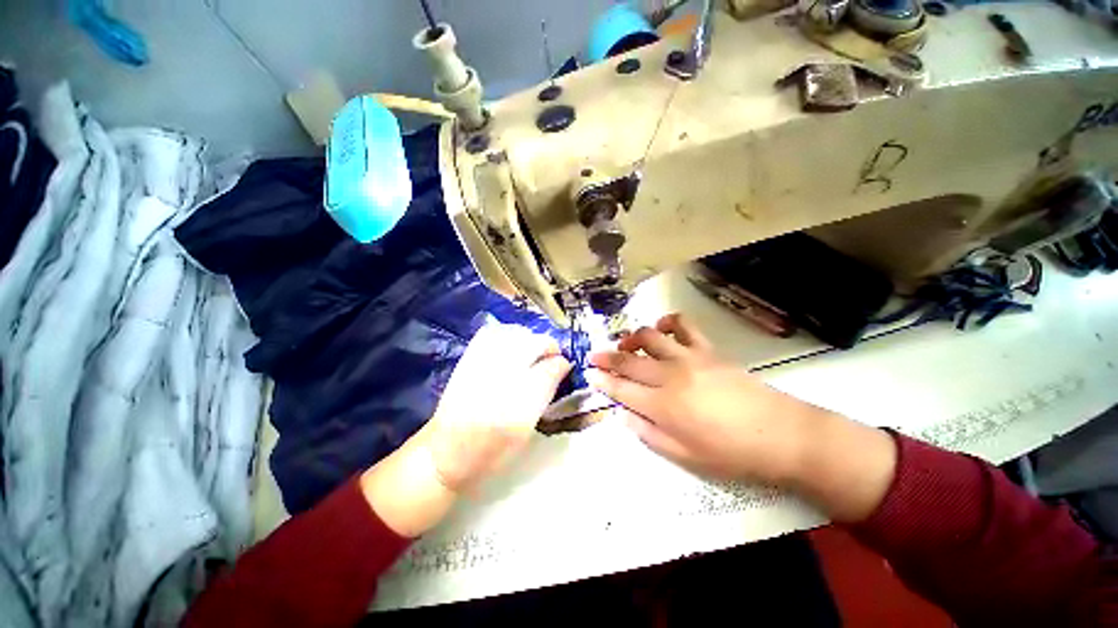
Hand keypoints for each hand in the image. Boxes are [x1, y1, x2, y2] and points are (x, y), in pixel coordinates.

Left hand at [362, 322, 570, 536]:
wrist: (444, 456)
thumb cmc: (491, 454)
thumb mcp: (526, 433)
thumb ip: (544, 398)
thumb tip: (558, 371)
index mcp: (519, 406)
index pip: (549, 370)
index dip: (562, 364)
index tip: (565, 366)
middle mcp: (500, 380)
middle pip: (533, 345)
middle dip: (549, 347)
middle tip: (552, 357)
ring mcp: (481, 366)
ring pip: (514, 335)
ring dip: (530, 338)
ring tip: (534, 349)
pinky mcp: (467, 361)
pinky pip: (491, 334)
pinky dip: (507, 334)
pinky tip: (512, 343)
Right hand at [588, 314, 895, 520]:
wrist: (781, 434)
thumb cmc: (731, 453)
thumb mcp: (684, 456)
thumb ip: (648, 433)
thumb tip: (623, 415)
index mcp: (663, 406)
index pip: (621, 389)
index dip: (602, 381)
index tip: (589, 374)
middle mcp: (670, 376)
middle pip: (629, 361)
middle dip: (606, 358)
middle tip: (594, 356)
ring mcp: (689, 358)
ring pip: (649, 338)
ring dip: (631, 338)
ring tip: (625, 344)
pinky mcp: (707, 349)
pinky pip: (683, 326)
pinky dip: (668, 322)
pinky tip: (661, 328)